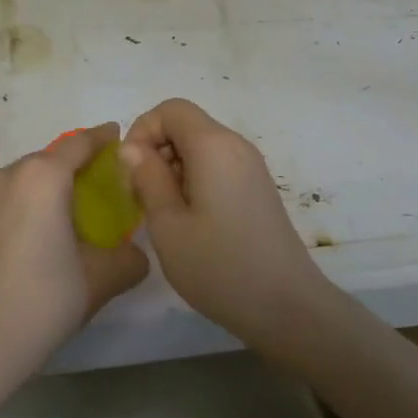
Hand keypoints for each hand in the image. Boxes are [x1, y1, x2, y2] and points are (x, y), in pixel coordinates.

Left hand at [0, 123, 149, 391]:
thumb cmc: (47, 302)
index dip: (100, 138)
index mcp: (46, 178)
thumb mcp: (103, 280)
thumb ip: (130, 259)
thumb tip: (136, 255)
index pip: (79, 145)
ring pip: (8, 178)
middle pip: (44, 161)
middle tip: (83, 194)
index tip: (113, 137)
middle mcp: (7, 176)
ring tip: (38, 217)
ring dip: (27, 187)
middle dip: (66, 170)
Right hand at [120, 99, 328, 348]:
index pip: (170, 109)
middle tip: (142, 198)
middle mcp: (236, 145)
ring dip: (173, 169)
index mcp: (214, 146)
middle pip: (186, 125)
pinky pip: (217, 166)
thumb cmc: (220, 267)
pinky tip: (191, 222)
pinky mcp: (257, 188)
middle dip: (156, 151)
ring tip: (165, 215)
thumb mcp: (169, 225)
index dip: (142, 131)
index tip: (131, 172)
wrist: (287, 307)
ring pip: (200, 147)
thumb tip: (131, 148)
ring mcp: (251, 167)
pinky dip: (195, 180)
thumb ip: (147, 178)